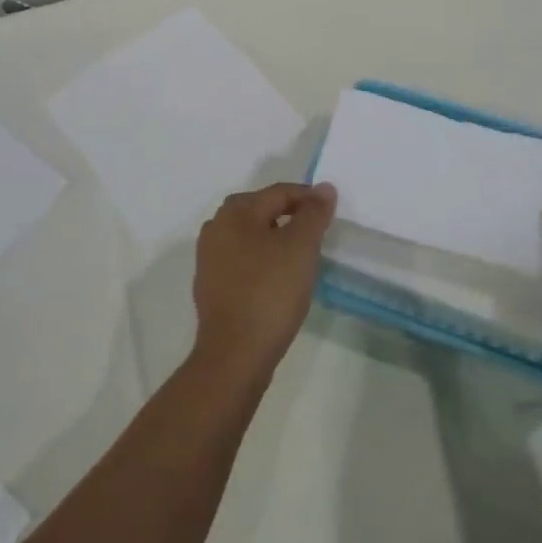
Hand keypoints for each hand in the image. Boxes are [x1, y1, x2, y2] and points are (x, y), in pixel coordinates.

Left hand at [192, 181, 336, 377]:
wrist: (235, 354)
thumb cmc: (270, 291)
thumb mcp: (301, 246)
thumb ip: (314, 214)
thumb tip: (323, 188)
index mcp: (235, 211)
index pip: (279, 192)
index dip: (309, 199)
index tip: (332, 213)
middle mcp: (216, 227)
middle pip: (262, 211)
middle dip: (292, 218)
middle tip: (319, 234)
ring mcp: (209, 258)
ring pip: (252, 237)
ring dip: (277, 240)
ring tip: (302, 258)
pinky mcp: (211, 286)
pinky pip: (243, 262)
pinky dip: (263, 263)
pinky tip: (279, 281)